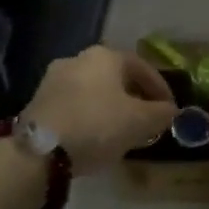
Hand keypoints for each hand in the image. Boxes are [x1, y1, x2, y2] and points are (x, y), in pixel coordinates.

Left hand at [25, 46, 177, 174]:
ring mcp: (54, 79)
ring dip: (112, 107)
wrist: (39, 152)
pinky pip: (76, 104)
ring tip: (123, 130)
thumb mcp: (141, 122)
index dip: (161, 89)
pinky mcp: (38, 102)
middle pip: (117, 77)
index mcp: (105, 56)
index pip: (143, 67)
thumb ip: (162, 113)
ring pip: (95, 91)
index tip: (171, 109)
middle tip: (148, 119)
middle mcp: (78, 59)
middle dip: (135, 97)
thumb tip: (171, 111)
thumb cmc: (98, 126)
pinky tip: (97, 136)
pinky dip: (91, 115)